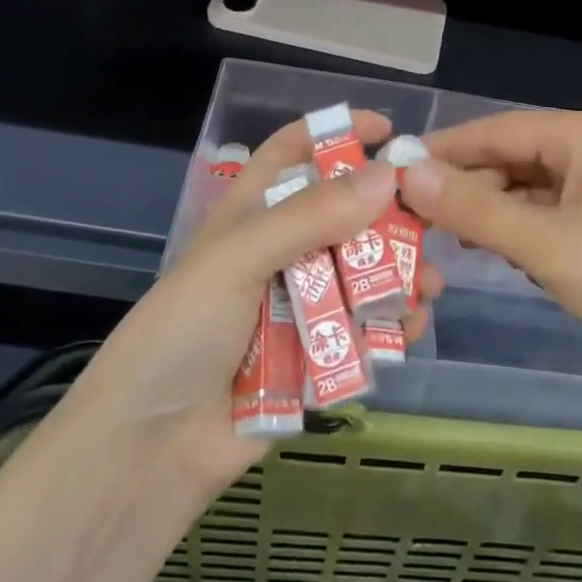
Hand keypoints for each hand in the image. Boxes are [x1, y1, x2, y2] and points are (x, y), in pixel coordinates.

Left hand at [74, 111, 440, 498]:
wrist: (149, 451)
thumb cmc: (182, 334)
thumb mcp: (238, 259)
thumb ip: (311, 217)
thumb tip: (387, 175)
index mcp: (251, 217)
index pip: (292, 154)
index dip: (335, 133)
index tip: (389, 131)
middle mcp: (280, 254)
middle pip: (343, 216)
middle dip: (387, 214)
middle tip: (431, 217)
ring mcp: (299, 308)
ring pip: (362, 275)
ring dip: (399, 274)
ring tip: (429, 283)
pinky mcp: (315, 358)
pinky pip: (363, 331)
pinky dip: (390, 327)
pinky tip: (409, 329)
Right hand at [400, 111, 581, 406]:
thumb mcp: (547, 244)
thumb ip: (474, 208)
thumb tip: (407, 173)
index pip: (496, 130)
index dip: (442, 150)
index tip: (391, 173)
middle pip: (512, 158)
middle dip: (464, 187)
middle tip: (410, 221)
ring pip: (530, 191)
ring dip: (490, 213)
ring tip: (444, 241)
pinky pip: (552, 217)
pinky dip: (521, 233)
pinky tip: (499, 256)